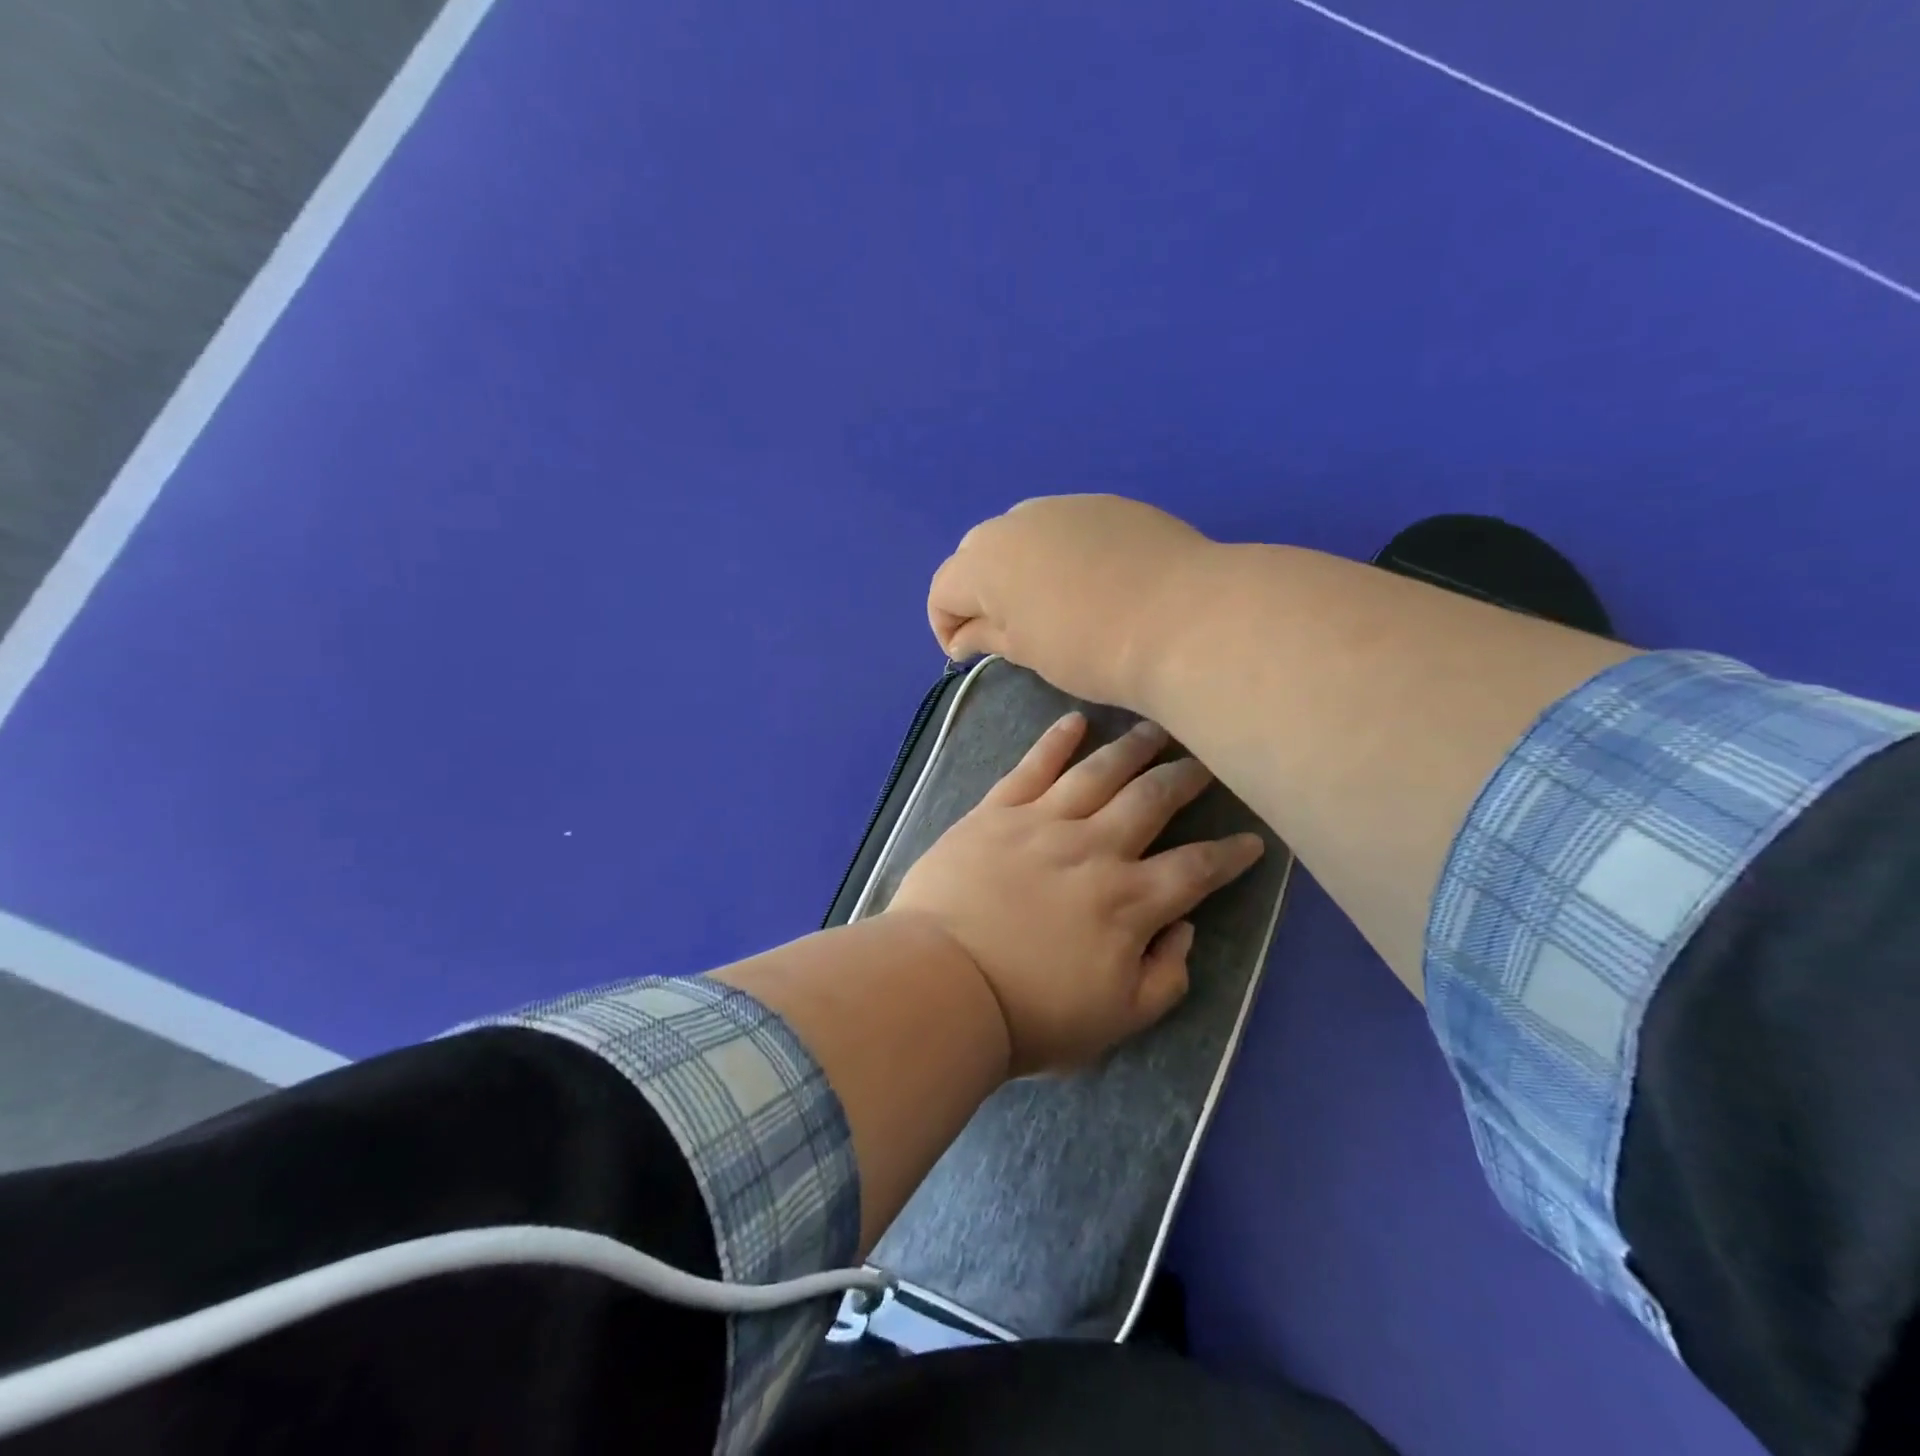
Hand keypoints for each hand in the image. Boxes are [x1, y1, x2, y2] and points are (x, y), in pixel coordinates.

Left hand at [887, 710, 1265, 1075]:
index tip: (1252, 839)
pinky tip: (1076, 721)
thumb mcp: (1117, 1021)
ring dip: (1132, 748)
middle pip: (1153, 801)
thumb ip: (1165, 976)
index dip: (1230, 854)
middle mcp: (1095, 849)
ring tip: (1156, 729)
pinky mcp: (996, 812)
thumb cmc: (1029, 1013)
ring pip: (1100, 772)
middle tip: (1206, 762)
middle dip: (1186, 779)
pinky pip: (1033, 766)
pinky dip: (1056, 740)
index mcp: (1129, 902)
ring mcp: (1043, 823)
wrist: (942, 984)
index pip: (1196, 869)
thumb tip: (1183, 927)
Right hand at [927, 495, 1213, 706]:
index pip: (943, 589)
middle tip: (1005, 629)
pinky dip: (1059, 552)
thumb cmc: (1091, 649)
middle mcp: (1016, 521)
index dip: (945, 625)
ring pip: (1022, 534)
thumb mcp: (1028, 651)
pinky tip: (1090, 582)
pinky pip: (1065, 527)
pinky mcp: (1108, 505)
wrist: (1183, 619)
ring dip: (1018, 566)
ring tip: (1048, 603)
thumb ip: (987, 635)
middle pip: (976, 554)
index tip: (967, 654)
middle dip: (978, 590)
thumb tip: (963, 638)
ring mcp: (1065, 505)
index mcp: (985, 560)